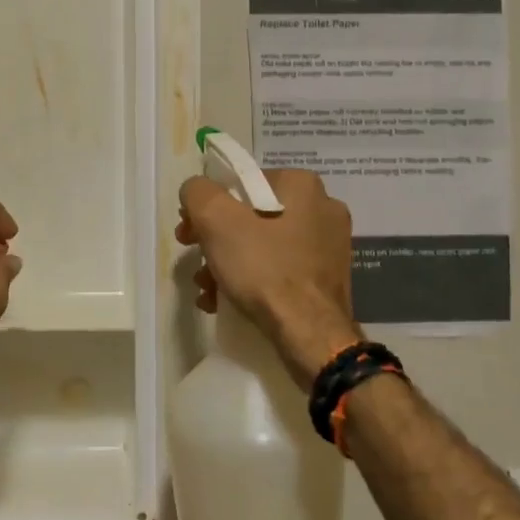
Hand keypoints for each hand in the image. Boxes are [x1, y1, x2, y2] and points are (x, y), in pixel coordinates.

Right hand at [176, 168, 360, 387]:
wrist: (310, 336)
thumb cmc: (265, 269)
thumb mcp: (217, 221)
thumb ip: (198, 192)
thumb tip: (196, 190)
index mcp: (302, 185)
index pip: (242, 183)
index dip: (209, 205)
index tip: (190, 231)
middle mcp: (322, 209)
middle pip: (252, 215)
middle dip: (216, 238)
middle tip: (195, 259)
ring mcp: (329, 247)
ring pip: (264, 245)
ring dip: (229, 263)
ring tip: (206, 288)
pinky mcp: (327, 280)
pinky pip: (280, 270)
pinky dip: (252, 281)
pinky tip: (225, 301)